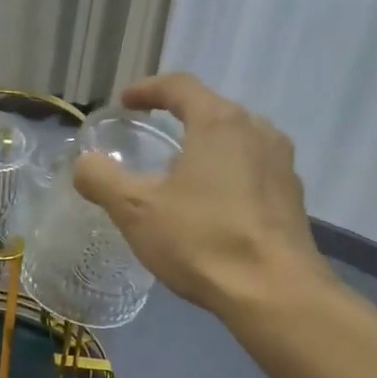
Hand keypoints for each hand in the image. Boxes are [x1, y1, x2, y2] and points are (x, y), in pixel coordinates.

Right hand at [73, 72, 332, 314]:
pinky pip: (253, 172)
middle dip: (179, 119)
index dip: (147, 89)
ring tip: (181, 175)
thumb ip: (102, 179)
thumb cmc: (202, 240)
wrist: (274, 292)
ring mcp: (282, 164)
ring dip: (206, 148)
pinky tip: (212, 208)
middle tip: (152, 138)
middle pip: (212, 110)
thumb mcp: (136, 211)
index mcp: (219, 122)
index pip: (180, 85)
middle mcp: (258, 131)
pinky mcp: (292, 197)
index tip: (125, 102)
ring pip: (237, 142)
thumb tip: (84, 163)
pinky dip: (227, 176)